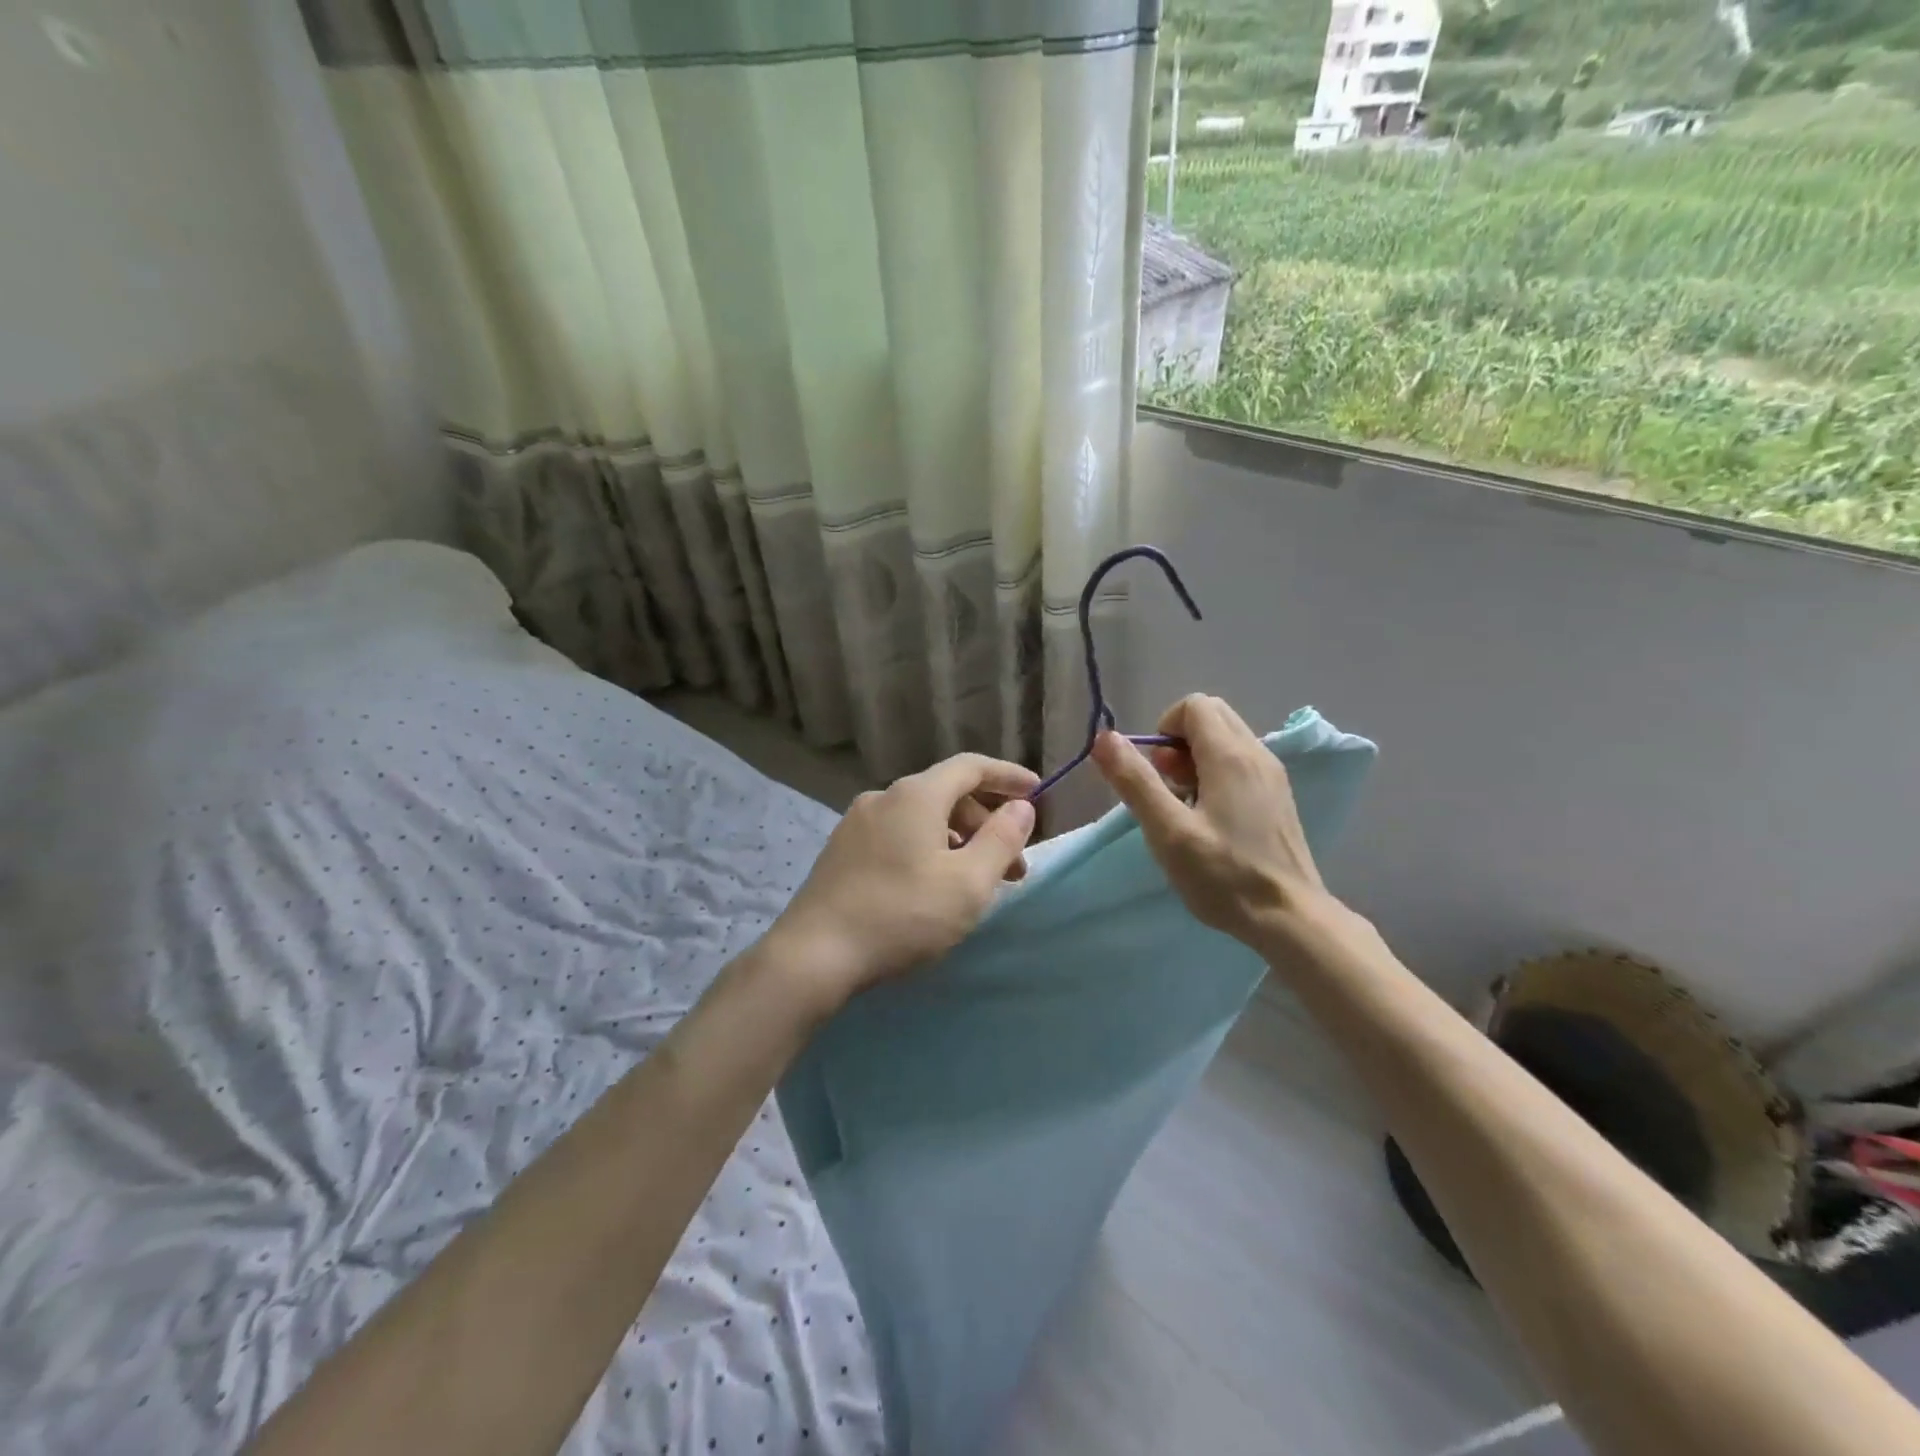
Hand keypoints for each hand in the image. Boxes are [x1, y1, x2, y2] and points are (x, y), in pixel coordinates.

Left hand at [769, 753, 1038, 1008]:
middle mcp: (883, 797)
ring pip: (921, 818)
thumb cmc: (902, 915)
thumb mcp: (968, 883)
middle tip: (1014, 866)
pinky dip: (928, 849)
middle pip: (947, 794)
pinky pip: (897, 835)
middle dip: (986, 823)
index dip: (1008, 776)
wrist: (813, 955)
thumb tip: (1021, 806)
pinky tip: (933, 885)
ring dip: (958, 841)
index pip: (971, 767)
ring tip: (976, 882)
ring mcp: (856, 823)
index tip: (1037, 792)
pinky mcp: (841, 851)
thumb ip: (1002, 839)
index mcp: (916, 795)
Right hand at [1091, 694, 1336, 948]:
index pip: (1193, 705)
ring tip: (1185, 806)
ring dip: (1196, 758)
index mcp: (1230, 755)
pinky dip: (1217, 774)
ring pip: (1226, 739)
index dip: (1163, 729)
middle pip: (1211, 716)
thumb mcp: (1167, 831)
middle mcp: (1257, 753)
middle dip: (1178, 741)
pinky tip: (1210, 819)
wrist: (1289, 918)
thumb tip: (1104, 737)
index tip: (1155, 771)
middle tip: (1167, 786)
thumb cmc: (1223, 876)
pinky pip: (1241, 763)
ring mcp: (1272, 775)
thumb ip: (1135, 780)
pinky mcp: (1278, 797)